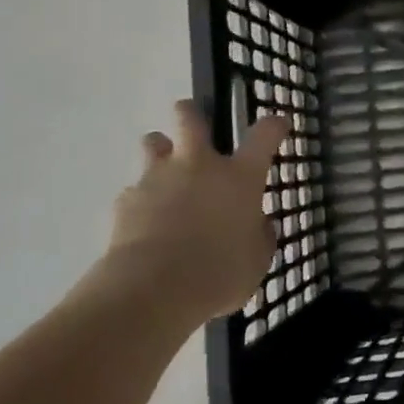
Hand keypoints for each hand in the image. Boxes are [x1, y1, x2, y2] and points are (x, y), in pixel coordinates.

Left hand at [97, 99, 289, 323]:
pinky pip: (134, 190)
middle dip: (191, 113)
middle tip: (194, 122)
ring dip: (161, 151)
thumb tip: (256, 224)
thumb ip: (258, 235)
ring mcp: (157, 179)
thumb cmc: (219, 273)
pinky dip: (142, 200)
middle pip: (190, 118)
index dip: (274, 125)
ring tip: (166, 172)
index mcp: (239, 177)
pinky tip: (146, 223)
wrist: (150, 291)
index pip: (264, 135)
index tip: (279, 123)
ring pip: (153, 144)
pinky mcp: (125, 201)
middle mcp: (198, 167)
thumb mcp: (257, 259)